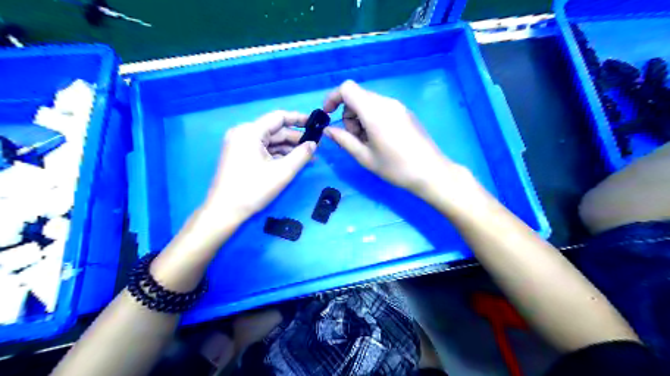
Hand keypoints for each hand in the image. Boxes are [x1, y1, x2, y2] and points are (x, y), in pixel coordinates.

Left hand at [202, 110, 316, 223]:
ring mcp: (239, 144)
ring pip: (269, 141)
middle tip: (316, 146)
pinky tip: (292, 162)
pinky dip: (277, 155)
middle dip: (296, 139)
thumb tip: (314, 144)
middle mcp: (243, 133)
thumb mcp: (283, 172)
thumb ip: (301, 155)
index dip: (299, 119)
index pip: (279, 117)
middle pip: (275, 130)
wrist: (224, 211)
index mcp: (250, 131)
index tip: (315, 124)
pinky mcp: (239, 155)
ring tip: (308, 157)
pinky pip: (262, 149)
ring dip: (288, 149)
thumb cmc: (253, 189)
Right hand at [322, 80, 458, 194]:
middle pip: (357, 96)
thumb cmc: (395, 167)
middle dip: (348, 114)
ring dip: (360, 118)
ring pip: (369, 103)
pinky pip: (382, 108)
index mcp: (374, 111)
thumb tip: (327, 130)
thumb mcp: (365, 157)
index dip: (333, 98)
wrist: (430, 172)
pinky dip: (373, 118)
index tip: (328, 115)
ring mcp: (398, 106)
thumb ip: (343, 140)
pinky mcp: (405, 112)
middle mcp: (386, 102)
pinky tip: (380, 139)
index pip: (347, 89)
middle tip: (355, 139)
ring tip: (368, 142)